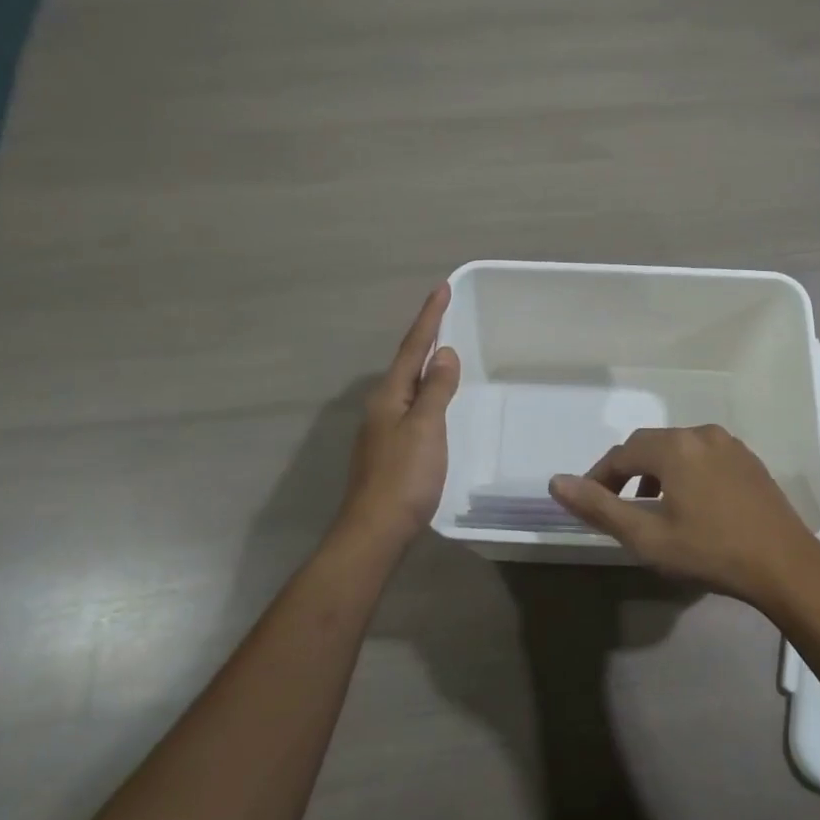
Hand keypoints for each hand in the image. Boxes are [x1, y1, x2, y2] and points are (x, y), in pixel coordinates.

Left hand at [335, 284, 460, 551]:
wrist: (375, 531)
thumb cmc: (404, 477)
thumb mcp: (426, 428)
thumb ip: (436, 390)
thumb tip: (443, 353)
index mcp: (389, 396)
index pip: (413, 348)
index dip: (429, 318)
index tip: (442, 288)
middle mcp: (381, 406)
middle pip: (406, 363)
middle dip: (425, 337)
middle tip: (444, 313)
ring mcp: (382, 430)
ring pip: (407, 386)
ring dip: (424, 364)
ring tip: (442, 350)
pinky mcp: (389, 450)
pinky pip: (411, 407)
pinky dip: (425, 392)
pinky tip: (434, 400)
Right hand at [548, 424, 819, 609]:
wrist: (786, 565)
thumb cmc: (711, 552)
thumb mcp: (647, 537)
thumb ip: (599, 507)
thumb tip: (557, 482)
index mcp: (674, 447)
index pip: (622, 454)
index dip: (599, 477)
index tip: (589, 503)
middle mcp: (700, 433)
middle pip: (650, 446)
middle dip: (627, 472)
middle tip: (616, 505)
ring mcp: (729, 444)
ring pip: (678, 449)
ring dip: (656, 472)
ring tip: (650, 506)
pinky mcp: (748, 459)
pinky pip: (703, 456)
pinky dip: (685, 471)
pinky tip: (689, 503)